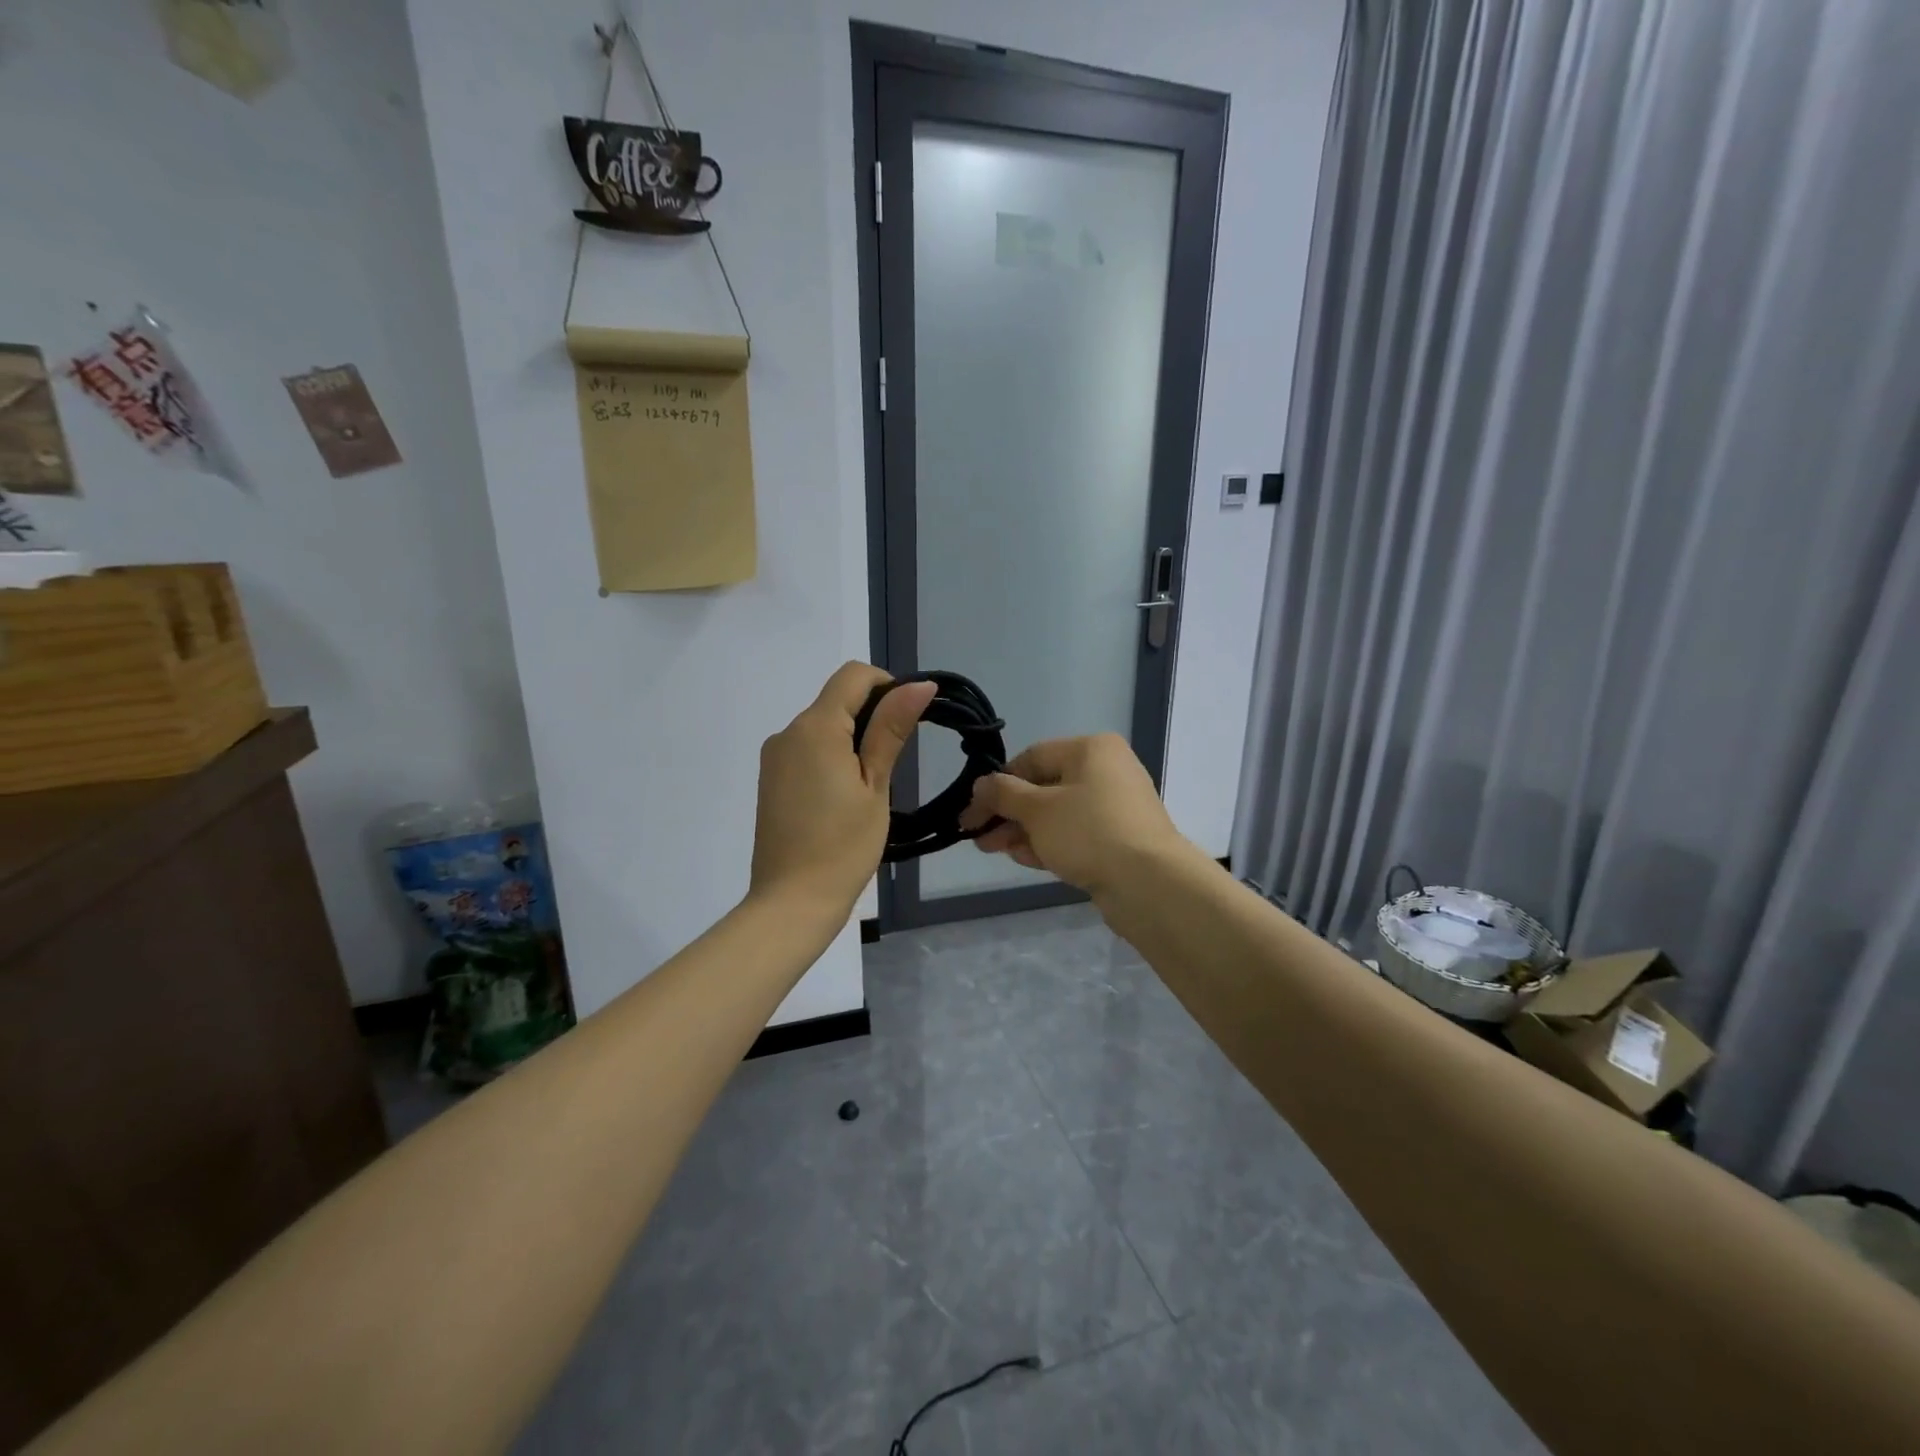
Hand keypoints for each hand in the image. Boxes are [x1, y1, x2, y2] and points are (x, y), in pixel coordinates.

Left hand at [749, 663, 935, 923]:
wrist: (791, 902)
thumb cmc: (843, 846)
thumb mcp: (875, 786)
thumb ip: (891, 729)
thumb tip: (919, 684)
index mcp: (815, 727)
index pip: (853, 676)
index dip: (888, 685)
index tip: (908, 721)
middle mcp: (787, 732)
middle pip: (837, 699)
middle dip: (871, 716)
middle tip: (895, 763)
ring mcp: (775, 757)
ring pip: (823, 725)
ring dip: (852, 739)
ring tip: (871, 787)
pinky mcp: (771, 779)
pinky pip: (807, 749)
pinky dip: (832, 756)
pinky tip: (844, 797)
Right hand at [962, 733, 1189, 896]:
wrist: (1149, 884)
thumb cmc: (1088, 831)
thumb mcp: (1037, 809)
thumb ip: (1003, 794)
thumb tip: (981, 785)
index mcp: (1091, 750)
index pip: (1032, 758)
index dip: (997, 783)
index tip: (973, 810)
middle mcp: (1106, 771)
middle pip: (1043, 788)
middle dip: (1007, 813)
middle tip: (977, 836)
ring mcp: (1115, 808)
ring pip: (1057, 815)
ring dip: (1023, 831)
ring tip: (992, 850)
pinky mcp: (1118, 840)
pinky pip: (1075, 835)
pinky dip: (1048, 844)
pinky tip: (1023, 859)